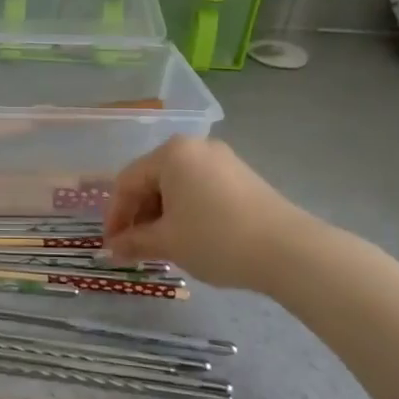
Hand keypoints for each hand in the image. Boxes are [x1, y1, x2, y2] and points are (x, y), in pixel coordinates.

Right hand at [104, 137, 302, 291]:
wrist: (288, 250)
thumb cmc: (216, 239)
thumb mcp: (168, 242)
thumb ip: (135, 241)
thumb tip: (112, 248)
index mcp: (171, 154)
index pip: (127, 182)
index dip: (115, 216)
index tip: (111, 245)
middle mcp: (195, 147)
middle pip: (152, 179)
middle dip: (139, 215)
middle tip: (133, 247)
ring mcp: (222, 160)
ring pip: (176, 185)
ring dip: (161, 214)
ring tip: (160, 246)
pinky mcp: (242, 176)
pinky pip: (200, 188)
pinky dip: (185, 210)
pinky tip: (188, 236)